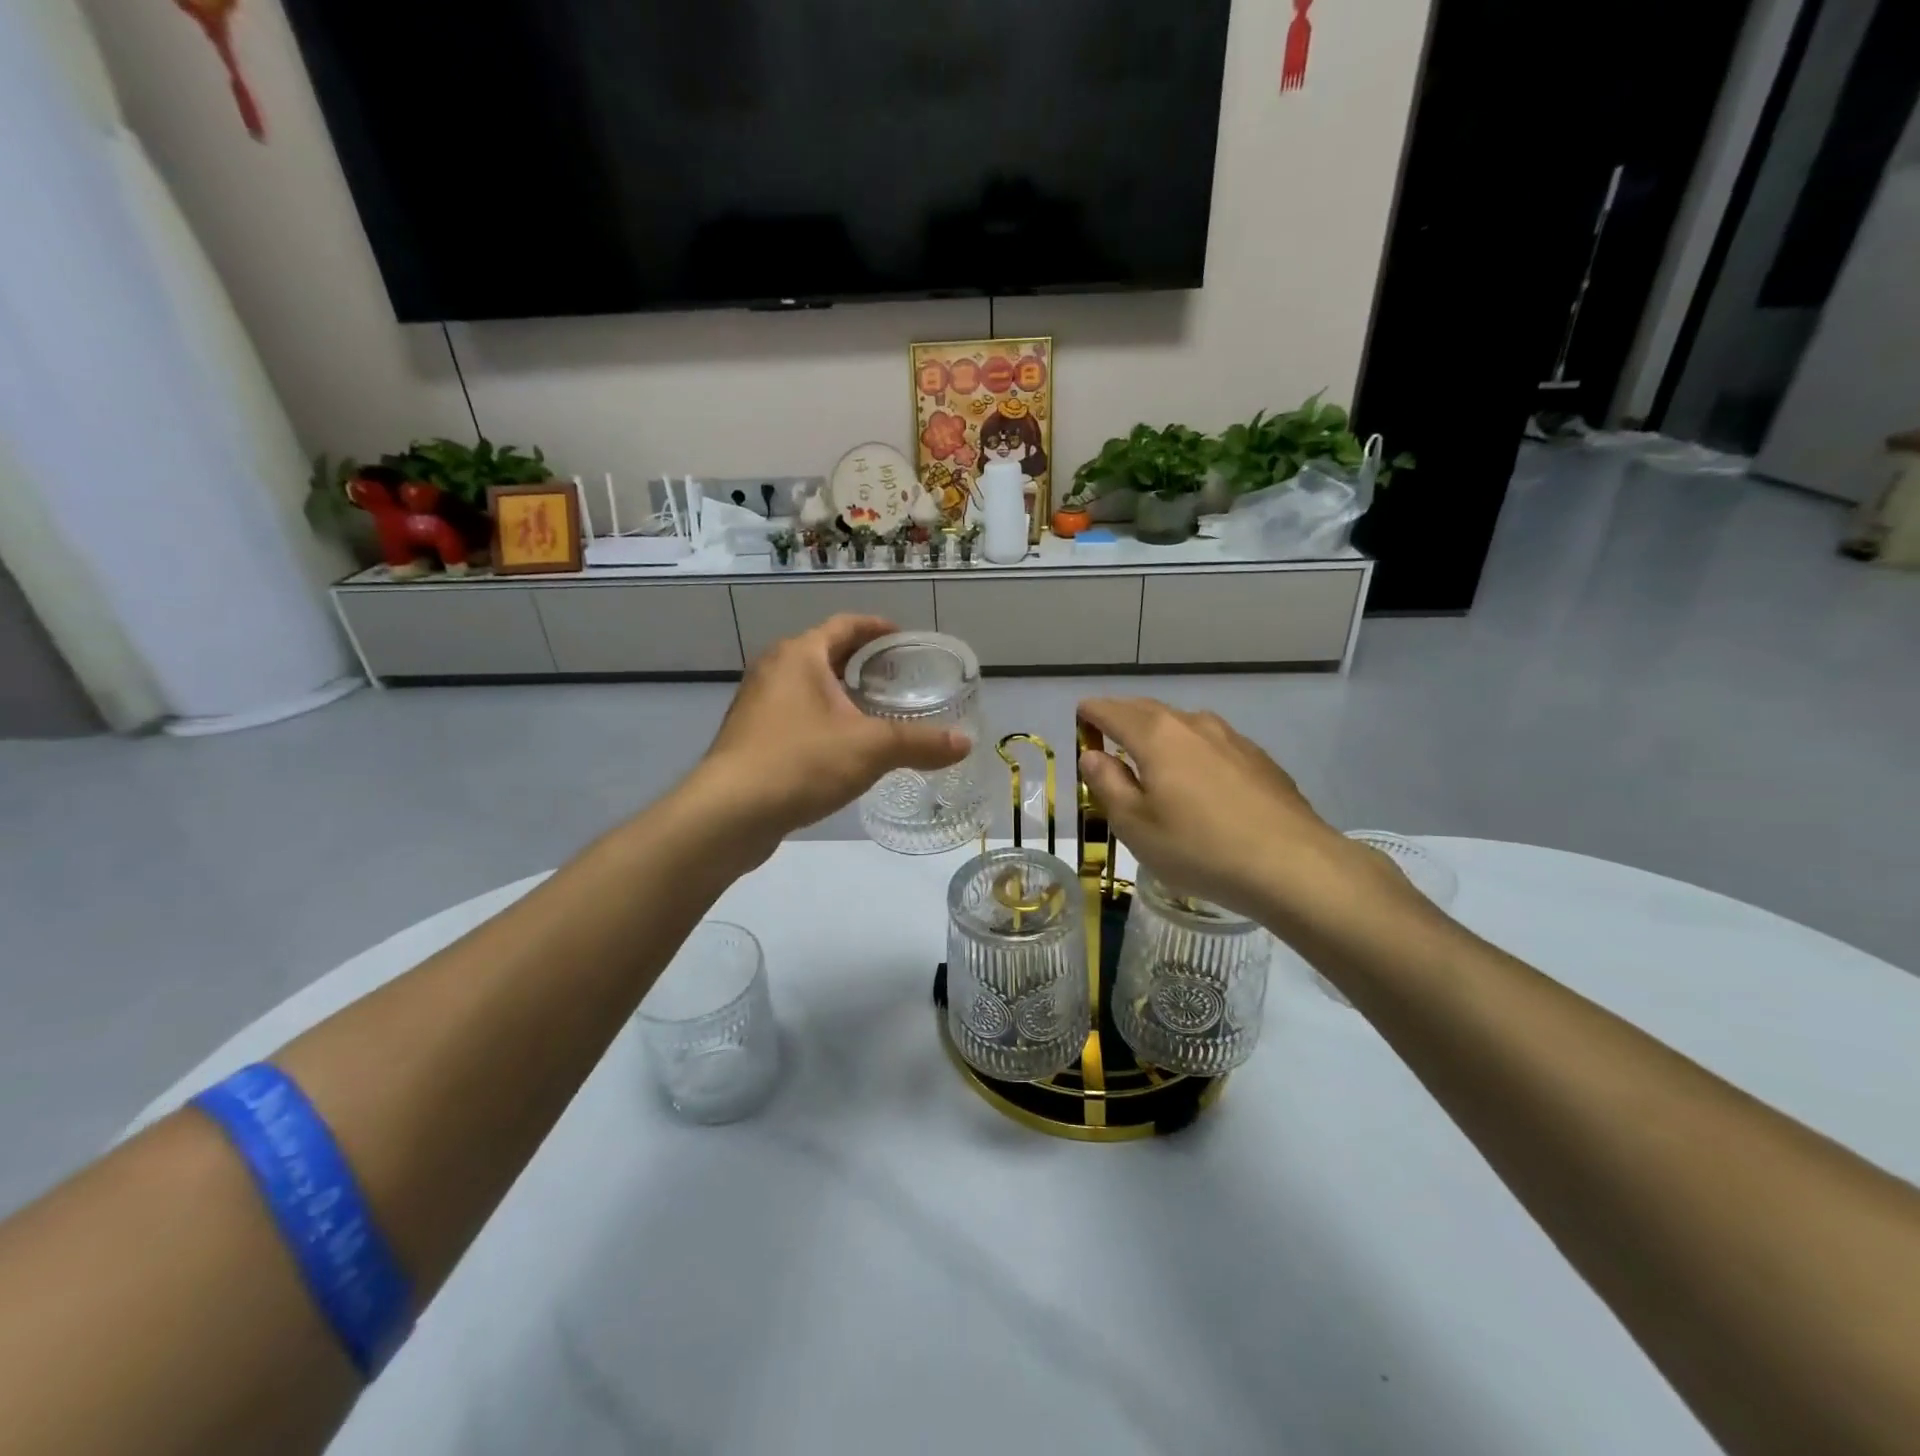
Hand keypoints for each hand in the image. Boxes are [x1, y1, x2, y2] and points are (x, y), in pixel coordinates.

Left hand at [688, 616, 969, 857]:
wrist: (728, 814)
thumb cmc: (800, 762)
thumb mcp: (871, 749)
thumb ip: (920, 743)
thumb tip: (965, 743)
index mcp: (800, 655)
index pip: (845, 625)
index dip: (878, 628)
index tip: (904, 638)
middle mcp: (773, 670)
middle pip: (825, 653)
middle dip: (861, 663)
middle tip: (898, 678)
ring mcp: (756, 704)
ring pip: (807, 687)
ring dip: (840, 693)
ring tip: (875, 712)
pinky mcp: (749, 737)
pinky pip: (794, 715)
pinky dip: (822, 720)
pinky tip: (842, 747)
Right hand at [1076, 698, 1407, 923]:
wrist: (1293, 865)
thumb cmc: (1200, 848)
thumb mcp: (1136, 825)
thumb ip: (1107, 784)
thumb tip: (1093, 755)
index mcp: (1156, 735)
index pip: (1110, 710)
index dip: (1090, 714)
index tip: (1080, 724)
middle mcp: (1193, 724)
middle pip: (1147, 710)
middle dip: (1122, 719)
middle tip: (1107, 741)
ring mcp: (1232, 738)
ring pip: (1183, 725)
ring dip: (1159, 736)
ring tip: (1151, 762)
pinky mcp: (1259, 759)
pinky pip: (1212, 744)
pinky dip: (1192, 752)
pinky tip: (1199, 783)